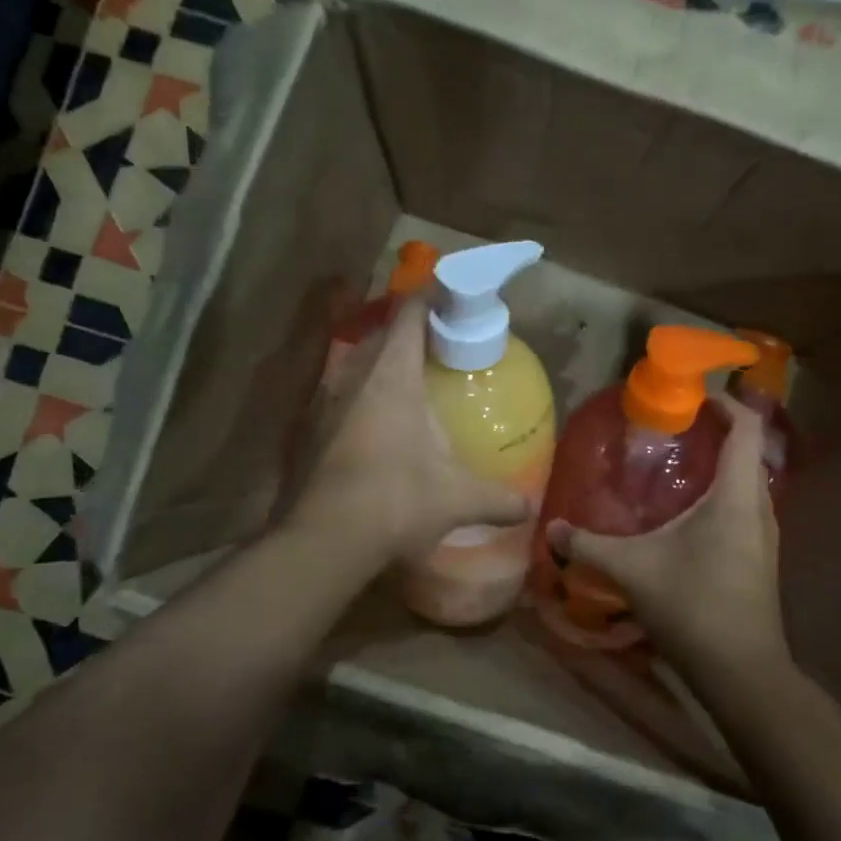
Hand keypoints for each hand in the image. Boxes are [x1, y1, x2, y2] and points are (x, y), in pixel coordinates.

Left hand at [294, 296, 532, 563]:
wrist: (323, 541)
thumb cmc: (396, 501)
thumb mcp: (456, 499)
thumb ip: (498, 499)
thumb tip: (529, 508)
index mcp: (391, 376)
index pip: (410, 314)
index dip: (431, 298)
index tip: (454, 299)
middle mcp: (354, 377)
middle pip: (383, 334)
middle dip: (412, 330)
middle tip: (444, 343)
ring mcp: (326, 402)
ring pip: (358, 363)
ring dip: (384, 361)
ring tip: (414, 378)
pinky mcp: (311, 429)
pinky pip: (342, 393)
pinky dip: (365, 393)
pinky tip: (382, 422)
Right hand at [549, 395, 787, 678]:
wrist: (742, 672)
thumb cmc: (693, 606)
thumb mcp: (633, 570)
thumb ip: (589, 545)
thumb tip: (551, 530)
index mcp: (736, 496)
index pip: (745, 428)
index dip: (725, 403)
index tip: (693, 395)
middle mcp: (759, 507)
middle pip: (747, 451)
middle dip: (717, 431)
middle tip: (675, 428)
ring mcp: (765, 535)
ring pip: (748, 482)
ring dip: (720, 465)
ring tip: (678, 463)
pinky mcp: (762, 558)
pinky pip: (745, 507)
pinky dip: (722, 493)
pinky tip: (688, 512)